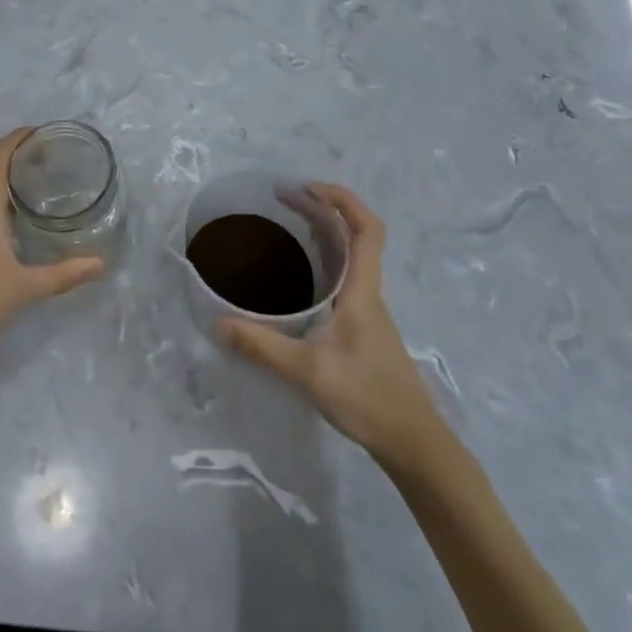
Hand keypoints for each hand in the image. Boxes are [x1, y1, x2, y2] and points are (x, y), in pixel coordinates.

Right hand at [217, 184, 444, 466]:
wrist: (414, 444)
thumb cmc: (368, 398)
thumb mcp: (308, 371)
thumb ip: (262, 346)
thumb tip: (217, 323)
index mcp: (362, 290)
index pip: (367, 228)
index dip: (343, 199)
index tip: (308, 187)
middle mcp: (368, 292)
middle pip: (355, 235)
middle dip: (323, 208)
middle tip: (284, 199)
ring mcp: (368, 311)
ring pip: (351, 257)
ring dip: (325, 233)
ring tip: (289, 223)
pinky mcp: (364, 329)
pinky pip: (345, 278)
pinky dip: (325, 261)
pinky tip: (301, 276)